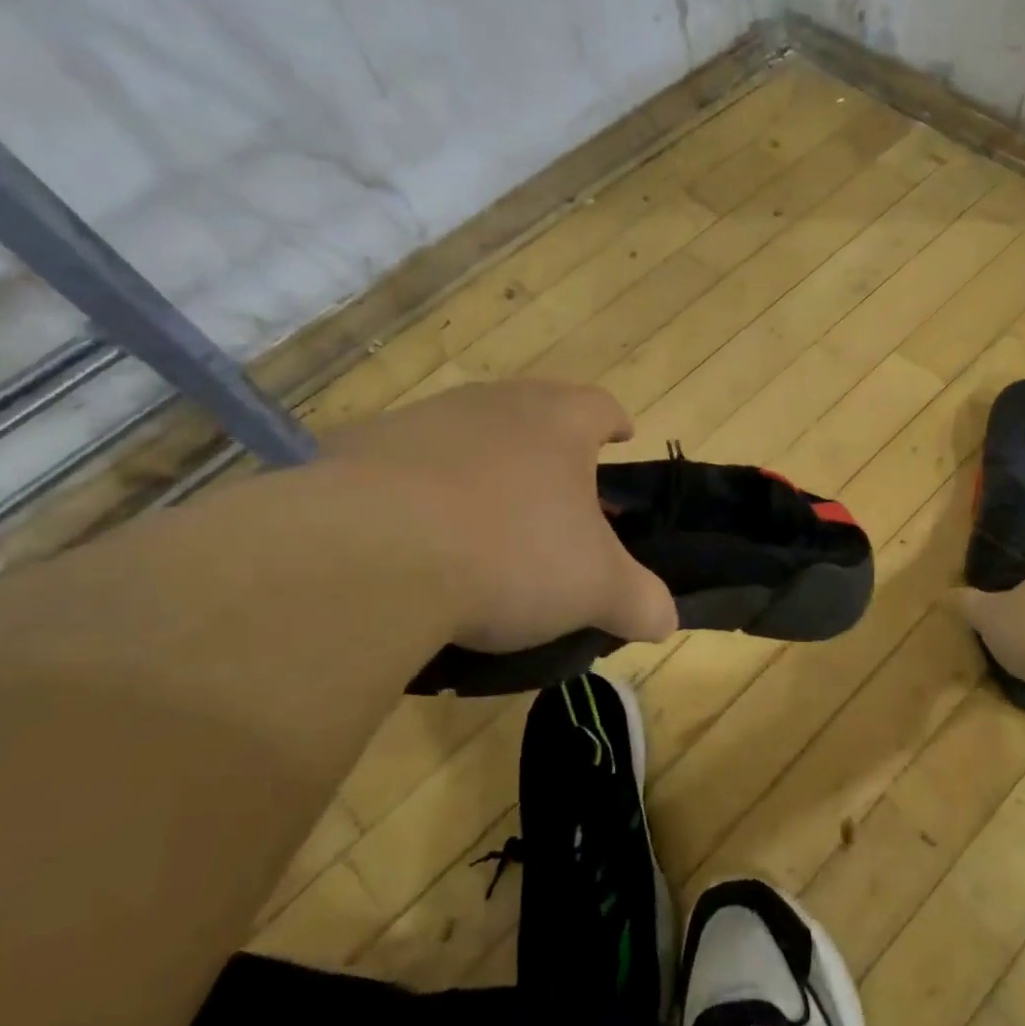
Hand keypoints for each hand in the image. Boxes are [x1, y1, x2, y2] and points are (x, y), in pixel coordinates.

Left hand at [321, 379, 677, 652]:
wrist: (368, 553)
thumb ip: (639, 600)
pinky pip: (405, 465)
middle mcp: (492, 405)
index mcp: (557, 423)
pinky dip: (420, 491)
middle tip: (558, 492)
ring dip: (484, 466)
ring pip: (468, 434)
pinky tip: (416, 538)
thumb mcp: (594, 589)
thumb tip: (665, 619)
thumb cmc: (510, 553)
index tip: (621, 436)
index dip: (614, 422)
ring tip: (486, 521)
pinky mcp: (358, 450)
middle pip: (533, 411)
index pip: (599, 406)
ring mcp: (421, 421)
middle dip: (550, 446)